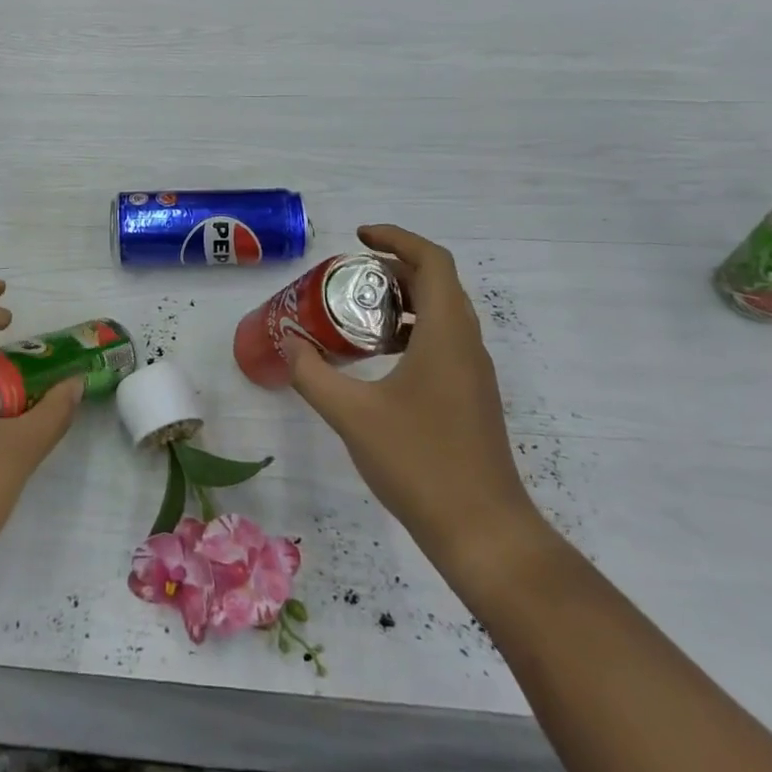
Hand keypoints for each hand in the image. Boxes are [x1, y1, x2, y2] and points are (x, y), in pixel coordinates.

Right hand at [285, 225, 542, 577]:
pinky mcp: (470, 398)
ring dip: (400, 303)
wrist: (484, 533)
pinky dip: (409, 333)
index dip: (396, 238)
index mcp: (446, 334)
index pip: (432, 261)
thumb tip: (287, 343)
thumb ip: (312, 374)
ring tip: (354, 314)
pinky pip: (442, 343)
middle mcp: (466, 344)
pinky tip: (376, 361)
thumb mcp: (352, 414)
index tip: (357, 238)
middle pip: (436, 283)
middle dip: (392, 269)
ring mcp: (473, 374)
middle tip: (347, 277)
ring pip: (440, 314)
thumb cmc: (420, 463)